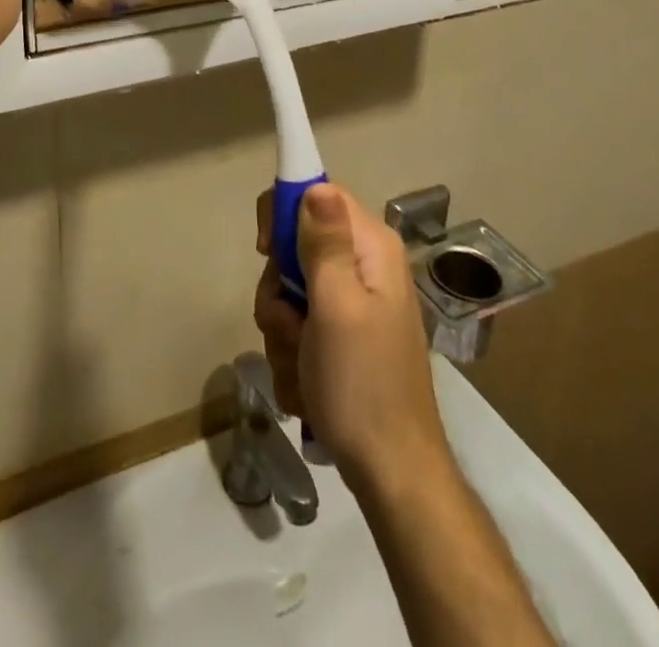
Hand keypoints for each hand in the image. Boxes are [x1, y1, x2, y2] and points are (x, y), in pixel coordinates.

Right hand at [254, 183, 448, 492]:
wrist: (391, 473)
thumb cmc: (361, 384)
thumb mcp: (336, 306)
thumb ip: (324, 243)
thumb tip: (316, 185)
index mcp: (371, 247)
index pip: (317, 193)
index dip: (284, 214)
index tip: (266, 251)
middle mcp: (365, 265)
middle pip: (297, 245)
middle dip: (279, 287)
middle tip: (289, 322)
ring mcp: (354, 302)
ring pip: (290, 289)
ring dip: (281, 327)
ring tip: (299, 362)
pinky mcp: (344, 335)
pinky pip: (299, 323)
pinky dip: (292, 351)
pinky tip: (305, 381)